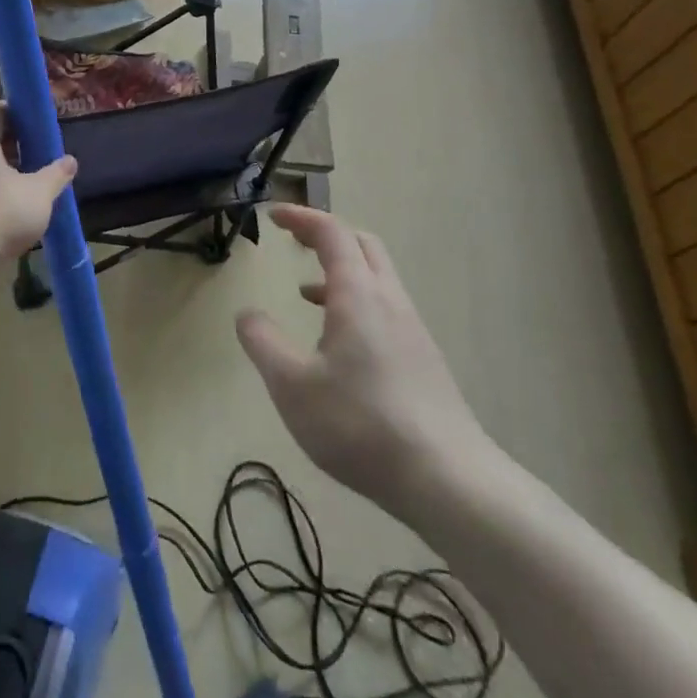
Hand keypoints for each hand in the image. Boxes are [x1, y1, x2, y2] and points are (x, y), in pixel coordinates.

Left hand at [0, 101, 76, 261]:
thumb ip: (56, 174)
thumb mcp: (40, 191)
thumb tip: (71, 160)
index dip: (16, 112)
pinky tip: (15, 208)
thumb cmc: (3, 209)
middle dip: (14, 144)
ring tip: (31, 181)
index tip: (36, 121)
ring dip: (6, 170)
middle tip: (39, 152)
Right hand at [236, 205, 499, 525]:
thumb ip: (262, 342)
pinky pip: (385, 308)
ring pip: (377, 279)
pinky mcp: (423, 361)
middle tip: (293, 239)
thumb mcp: (292, 385)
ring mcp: (413, 331)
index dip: (301, 217)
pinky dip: (356, 301)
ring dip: (341, 269)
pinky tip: (338, 342)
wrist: (449, 481)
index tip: (272, 216)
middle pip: (362, 245)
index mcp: (359, 295)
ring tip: (305, 291)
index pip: (332, 233)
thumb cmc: (361, 424)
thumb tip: (247, 314)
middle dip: (326, 234)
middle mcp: (390, 302)